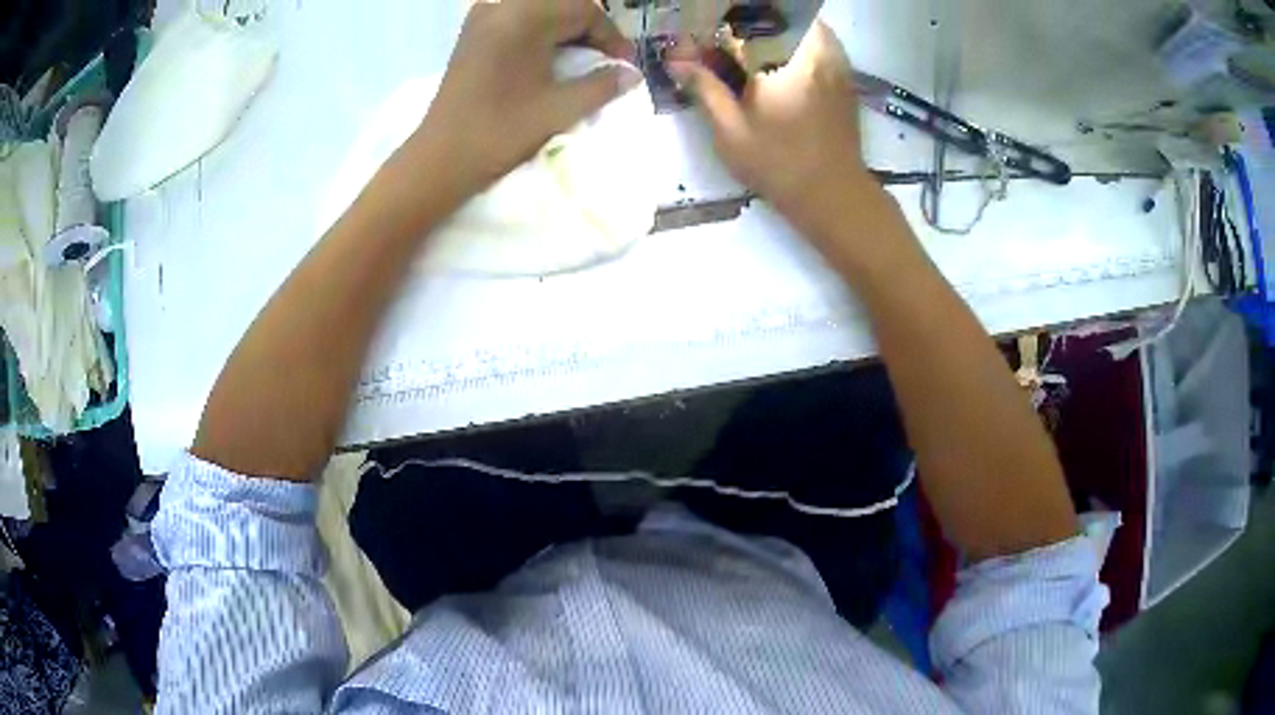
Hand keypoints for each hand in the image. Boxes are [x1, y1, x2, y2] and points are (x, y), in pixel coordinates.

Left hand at [411, 0, 638, 204]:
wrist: (440, 159)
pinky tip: (550, 58)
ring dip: (567, 31)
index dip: (611, 36)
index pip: (584, 10)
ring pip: (541, 11)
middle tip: (608, 61)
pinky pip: (518, 21)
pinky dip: (542, 34)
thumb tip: (632, 74)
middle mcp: (501, 8)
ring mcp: (483, 19)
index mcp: (523, 17)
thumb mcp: (560, 108)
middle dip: (590, 31)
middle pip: (562, 6)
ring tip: (583, 62)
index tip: (625, 64)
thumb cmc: (500, 132)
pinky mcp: (472, 34)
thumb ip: (602, 85)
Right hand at [668, 24, 875, 230]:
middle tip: (723, 38)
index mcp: (785, 58)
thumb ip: (704, 87)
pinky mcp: (844, 73)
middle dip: (747, 18)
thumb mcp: (731, 130)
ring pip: (801, 22)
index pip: (745, 20)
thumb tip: (675, 60)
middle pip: (779, 13)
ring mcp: (835, 59)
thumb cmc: (779, 164)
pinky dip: (795, 38)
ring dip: (773, 27)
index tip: (700, 40)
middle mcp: (816, 49)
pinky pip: (818, 38)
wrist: (835, 194)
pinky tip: (776, 58)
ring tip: (747, 46)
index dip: (716, 25)